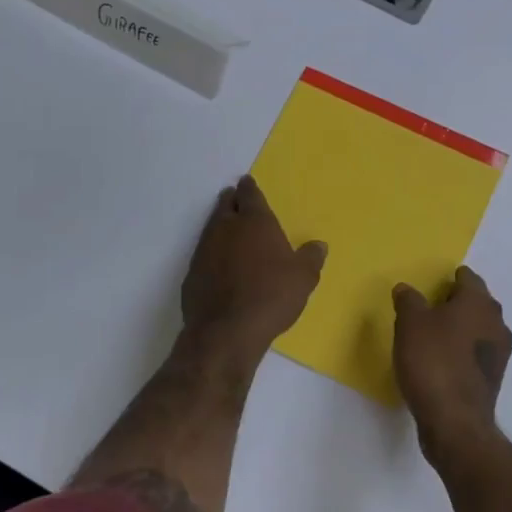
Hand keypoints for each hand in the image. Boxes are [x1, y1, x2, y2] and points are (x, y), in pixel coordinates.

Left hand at [182, 176, 326, 355]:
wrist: (226, 330)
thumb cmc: (271, 296)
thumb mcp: (303, 278)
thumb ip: (311, 258)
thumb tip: (319, 245)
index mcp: (255, 222)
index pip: (250, 195)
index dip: (249, 188)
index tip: (246, 182)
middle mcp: (227, 228)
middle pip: (226, 206)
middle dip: (231, 200)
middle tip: (234, 197)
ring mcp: (205, 249)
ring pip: (212, 227)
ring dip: (219, 223)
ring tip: (226, 225)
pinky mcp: (192, 273)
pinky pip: (203, 253)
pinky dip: (211, 252)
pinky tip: (217, 262)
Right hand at [392, 266, 511, 468]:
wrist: (455, 422)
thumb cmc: (433, 362)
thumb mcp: (410, 323)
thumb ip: (408, 300)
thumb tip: (406, 289)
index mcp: (479, 303)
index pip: (469, 278)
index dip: (451, 278)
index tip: (434, 283)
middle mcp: (496, 323)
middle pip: (477, 303)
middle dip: (457, 302)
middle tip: (430, 306)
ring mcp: (499, 354)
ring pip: (479, 329)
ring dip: (461, 328)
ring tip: (434, 334)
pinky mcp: (493, 379)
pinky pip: (476, 354)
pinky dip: (462, 352)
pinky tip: (442, 360)